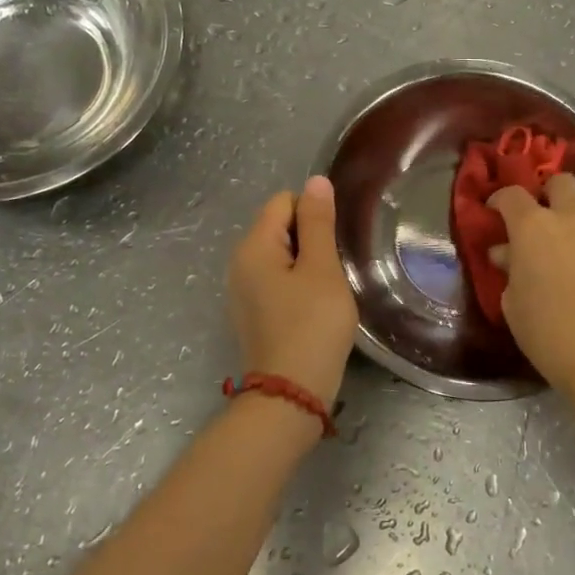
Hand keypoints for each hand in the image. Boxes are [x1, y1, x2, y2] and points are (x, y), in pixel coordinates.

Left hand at [227, 177, 358, 406]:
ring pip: (282, 256)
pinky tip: (314, 309)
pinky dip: (297, 286)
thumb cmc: (312, 325)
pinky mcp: (253, 313)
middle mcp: (240, 263)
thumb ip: (318, 222)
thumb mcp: (322, 269)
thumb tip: (315, 181)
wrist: (291, 394)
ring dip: (307, 264)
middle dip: (311, 239)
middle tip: (334, 269)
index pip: (284, 202)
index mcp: (253, 246)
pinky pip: (277, 281)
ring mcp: (243, 290)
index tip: (334, 244)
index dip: (314, 214)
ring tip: (328, 290)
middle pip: (280, 227)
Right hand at [490, 173, 574, 410]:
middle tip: (541, 219)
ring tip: (573, 237)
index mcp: (533, 227)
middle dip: (547, 194)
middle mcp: (572, 217)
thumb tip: (507, 253)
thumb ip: (510, 270)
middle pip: (560, 183)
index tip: (494, 212)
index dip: (500, 200)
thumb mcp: (514, 305)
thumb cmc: (550, 334)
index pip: (512, 195)